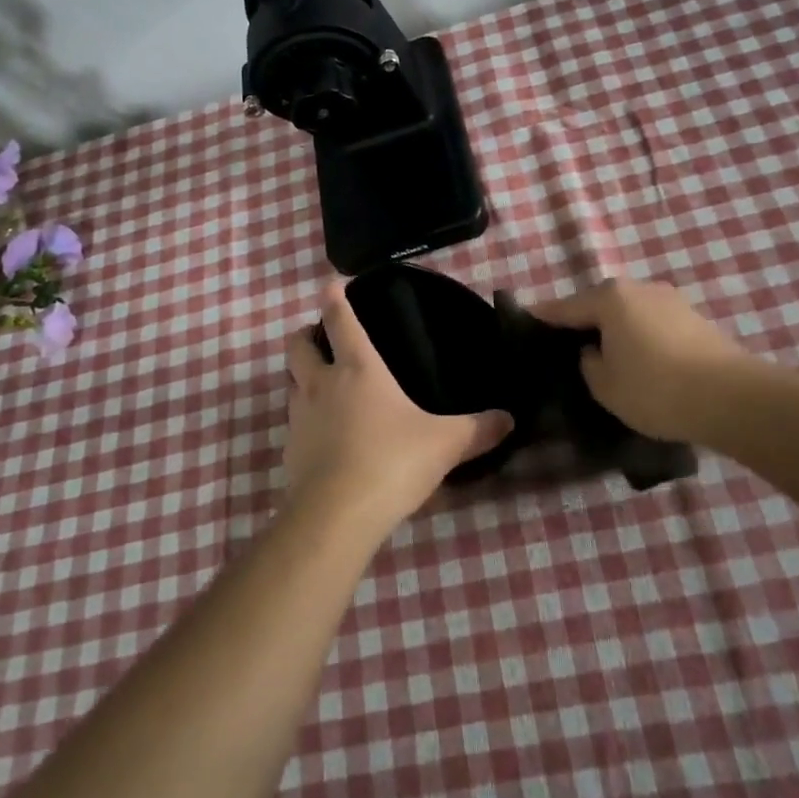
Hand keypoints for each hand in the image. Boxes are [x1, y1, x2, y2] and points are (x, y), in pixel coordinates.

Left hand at [283, 282, 511, 539]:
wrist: (337, 514)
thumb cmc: (392, 461)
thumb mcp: (445, 444)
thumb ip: (478, 430)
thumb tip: (509, 419)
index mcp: (358, 369)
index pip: (341, 320)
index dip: (334, 297)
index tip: (331, 283)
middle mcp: (322, 383)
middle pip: (299, 345)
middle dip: (306, 334)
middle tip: (321, 337)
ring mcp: (300, 417)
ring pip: (291, 382)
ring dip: (302, 376)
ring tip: (323, 384)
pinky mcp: (289, 450)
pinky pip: (293, 422)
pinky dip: (304, 419)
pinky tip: (324, 436)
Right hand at [529, 278, 757, 444]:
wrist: (732, 398)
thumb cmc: (656, 389)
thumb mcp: (604, 385)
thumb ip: (588, 363)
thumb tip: (595, 351)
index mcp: (610, 297)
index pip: (564, 307)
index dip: (543, 317)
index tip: (525, 321)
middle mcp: (639, 288)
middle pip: (599, 304)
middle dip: (583, 323)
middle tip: (567, 348)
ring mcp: (671, 300)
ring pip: (629, 313)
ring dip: (616, 330)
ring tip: (606, 357)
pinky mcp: (695, 319)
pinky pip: (653, 324)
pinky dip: (641, 338)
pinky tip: (641, 361)